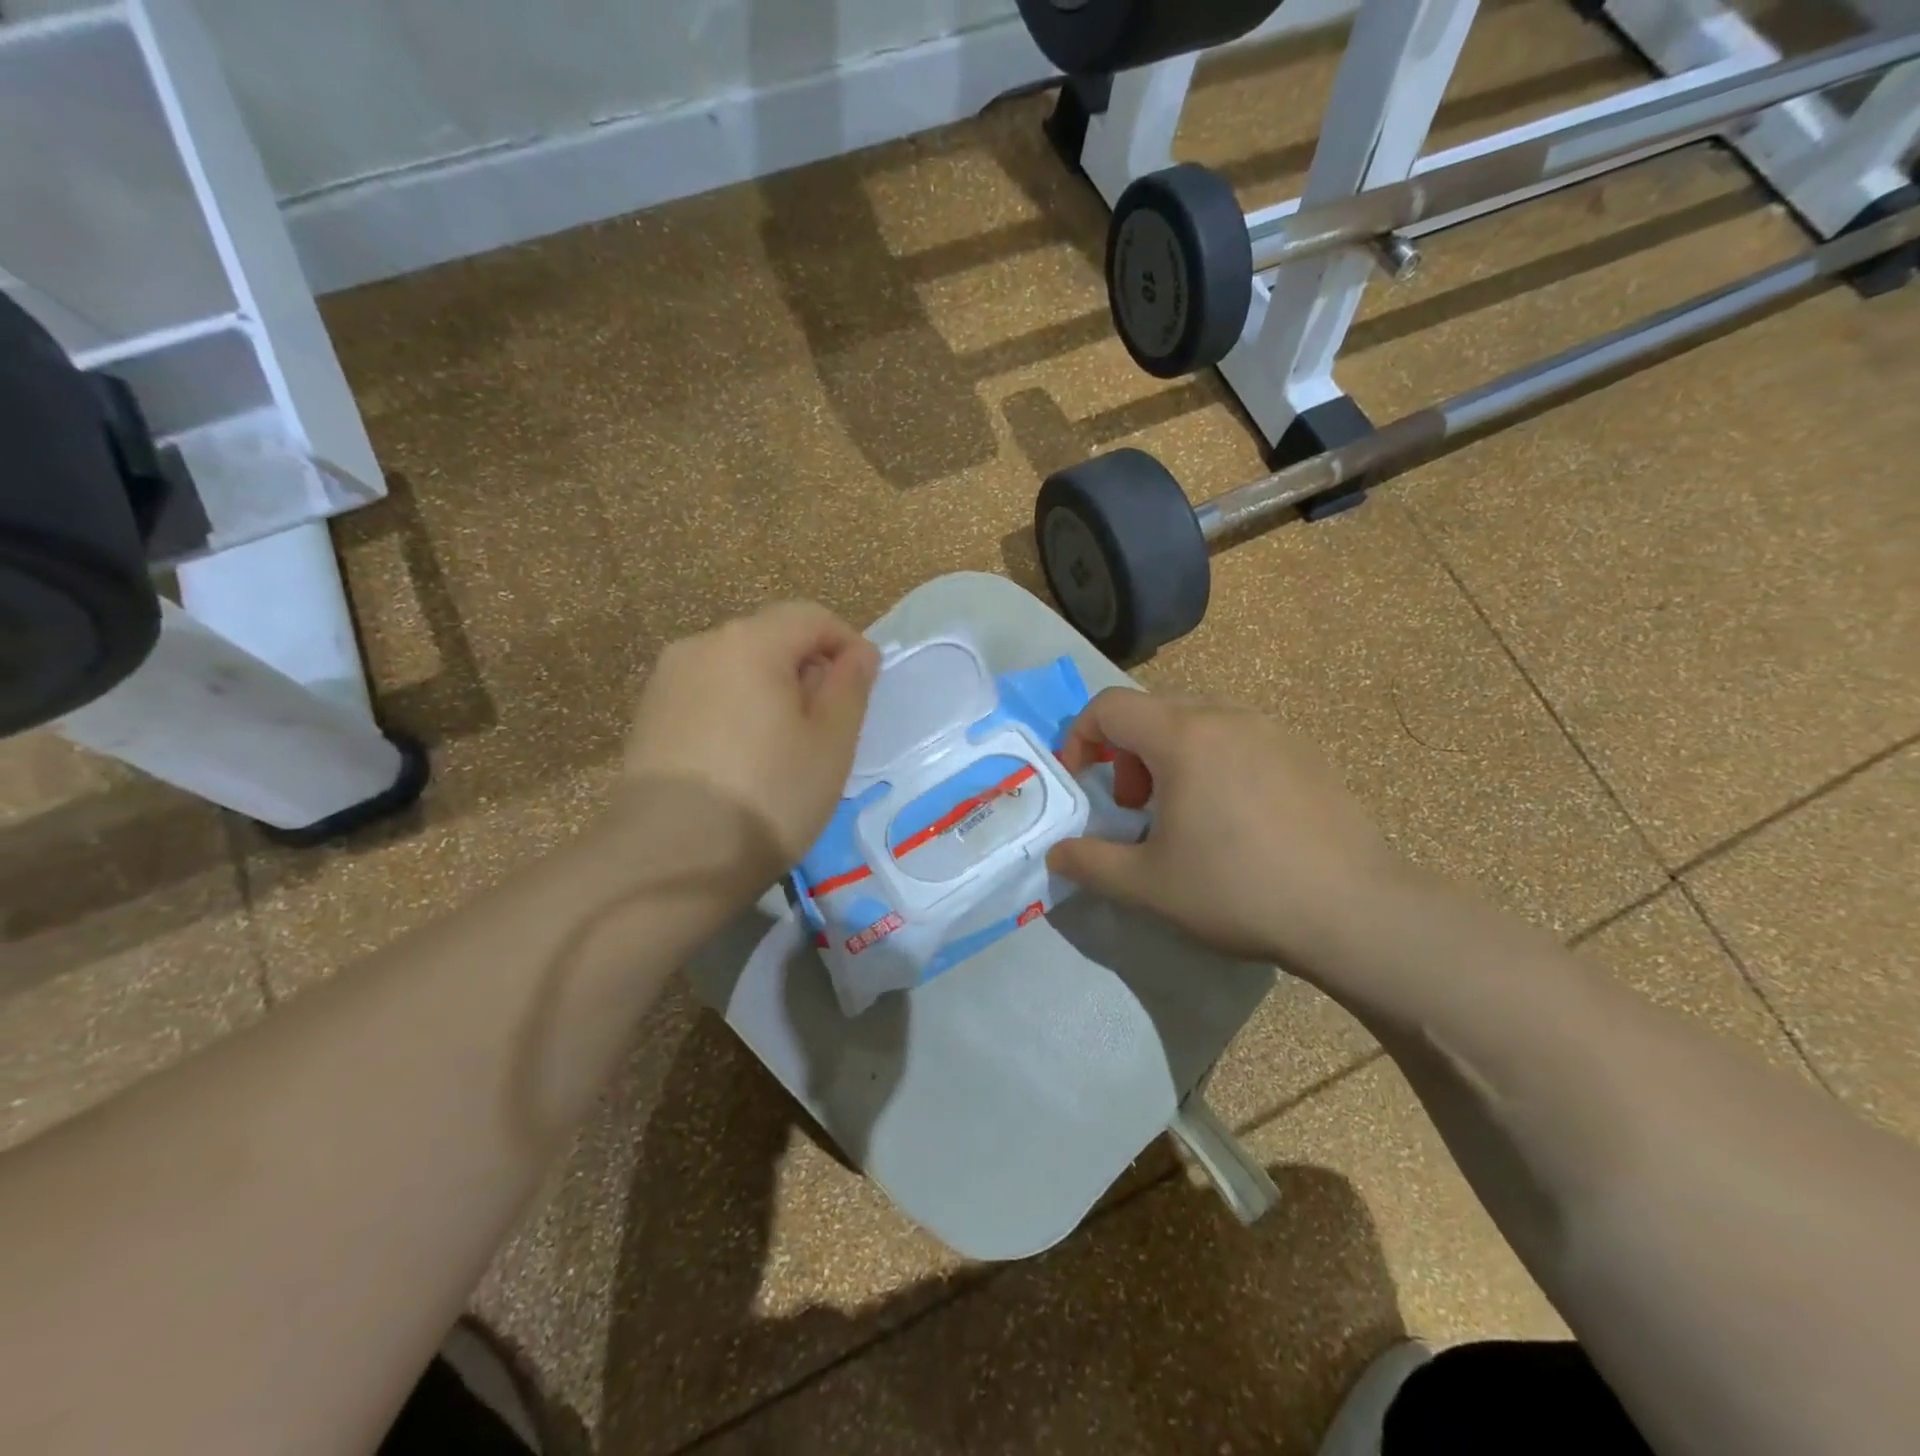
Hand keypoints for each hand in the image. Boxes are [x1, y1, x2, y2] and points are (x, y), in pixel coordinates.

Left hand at [621, 602, 877, 890]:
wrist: (670, 859)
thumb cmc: (769, 796)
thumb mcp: (831, 742)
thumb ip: (850, 686)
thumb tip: (859, 652)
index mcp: (750, 641)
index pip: (811, 617)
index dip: (846, 644)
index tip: (863, 689)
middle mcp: (701, 645)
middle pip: (771, 637)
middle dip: (807, 668)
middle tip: (827, 726)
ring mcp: (666, 680)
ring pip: (737, 667)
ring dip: (771, 690)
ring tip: (785, 747)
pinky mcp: (648, 715)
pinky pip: (708, 693)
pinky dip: (736, 710)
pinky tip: (742, 759)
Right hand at [1049, 689, 1404, 972]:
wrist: (1355, 911)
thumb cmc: (1238, 890)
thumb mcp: (1148, 885)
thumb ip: (1090, 862)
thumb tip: (1055, 854)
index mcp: (1183, 736)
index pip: (1108, 706)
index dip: (1079, 738)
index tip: (1081, 782)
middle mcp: (1226, 716)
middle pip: (1151, 709)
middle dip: (1125, 751)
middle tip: (1134, 806)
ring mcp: (1271, 729)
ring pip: (1197, 720)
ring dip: (1169, 754)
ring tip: (1183, 812)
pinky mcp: (1303, 751)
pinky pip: (1238, 736)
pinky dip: (1213, 759)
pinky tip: (1234, 816)